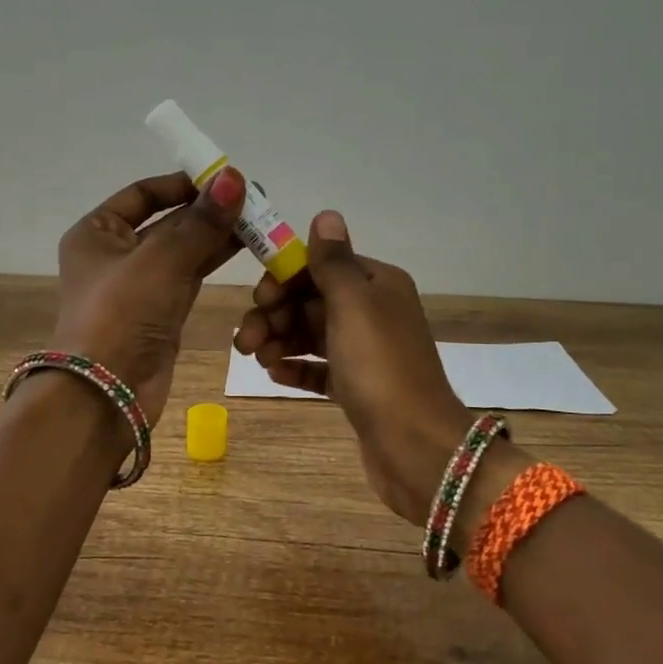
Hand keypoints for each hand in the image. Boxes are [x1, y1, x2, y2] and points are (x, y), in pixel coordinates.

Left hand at [50, 166, 246, 424]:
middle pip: (167, 220)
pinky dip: (214, 260)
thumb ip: (201, 220)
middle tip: (255, 198)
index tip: (224, 178)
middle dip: (208, 209)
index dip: (183, 184)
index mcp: (97, 232)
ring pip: (183, 249)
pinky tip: (246, 246)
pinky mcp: (160, 312)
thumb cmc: (122, 314)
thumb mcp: (162, 259)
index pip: (143, 194)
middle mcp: (115, 254)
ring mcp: (139, 285)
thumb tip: (233, 176)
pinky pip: (190, 275)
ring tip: (260, 219)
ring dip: (217, 234)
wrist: (107, 393)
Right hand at [234, 211, 470, 526]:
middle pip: (311, 300)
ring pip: (311, 334)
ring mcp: (366, 352)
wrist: (417, 448)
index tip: (260, 300)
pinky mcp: (358, 388)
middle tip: (245, 339)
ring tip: (254, 358)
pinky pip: (319, 368)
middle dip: (275, 314)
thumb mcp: (354, 304)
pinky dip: (295, 367)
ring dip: (279, 339)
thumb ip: (333, 261)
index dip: (285, 279)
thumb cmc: (380, 367)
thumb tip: (326, 214)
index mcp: (378, 284)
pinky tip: (273, 374)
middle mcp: (374, 312)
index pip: (321, 266)